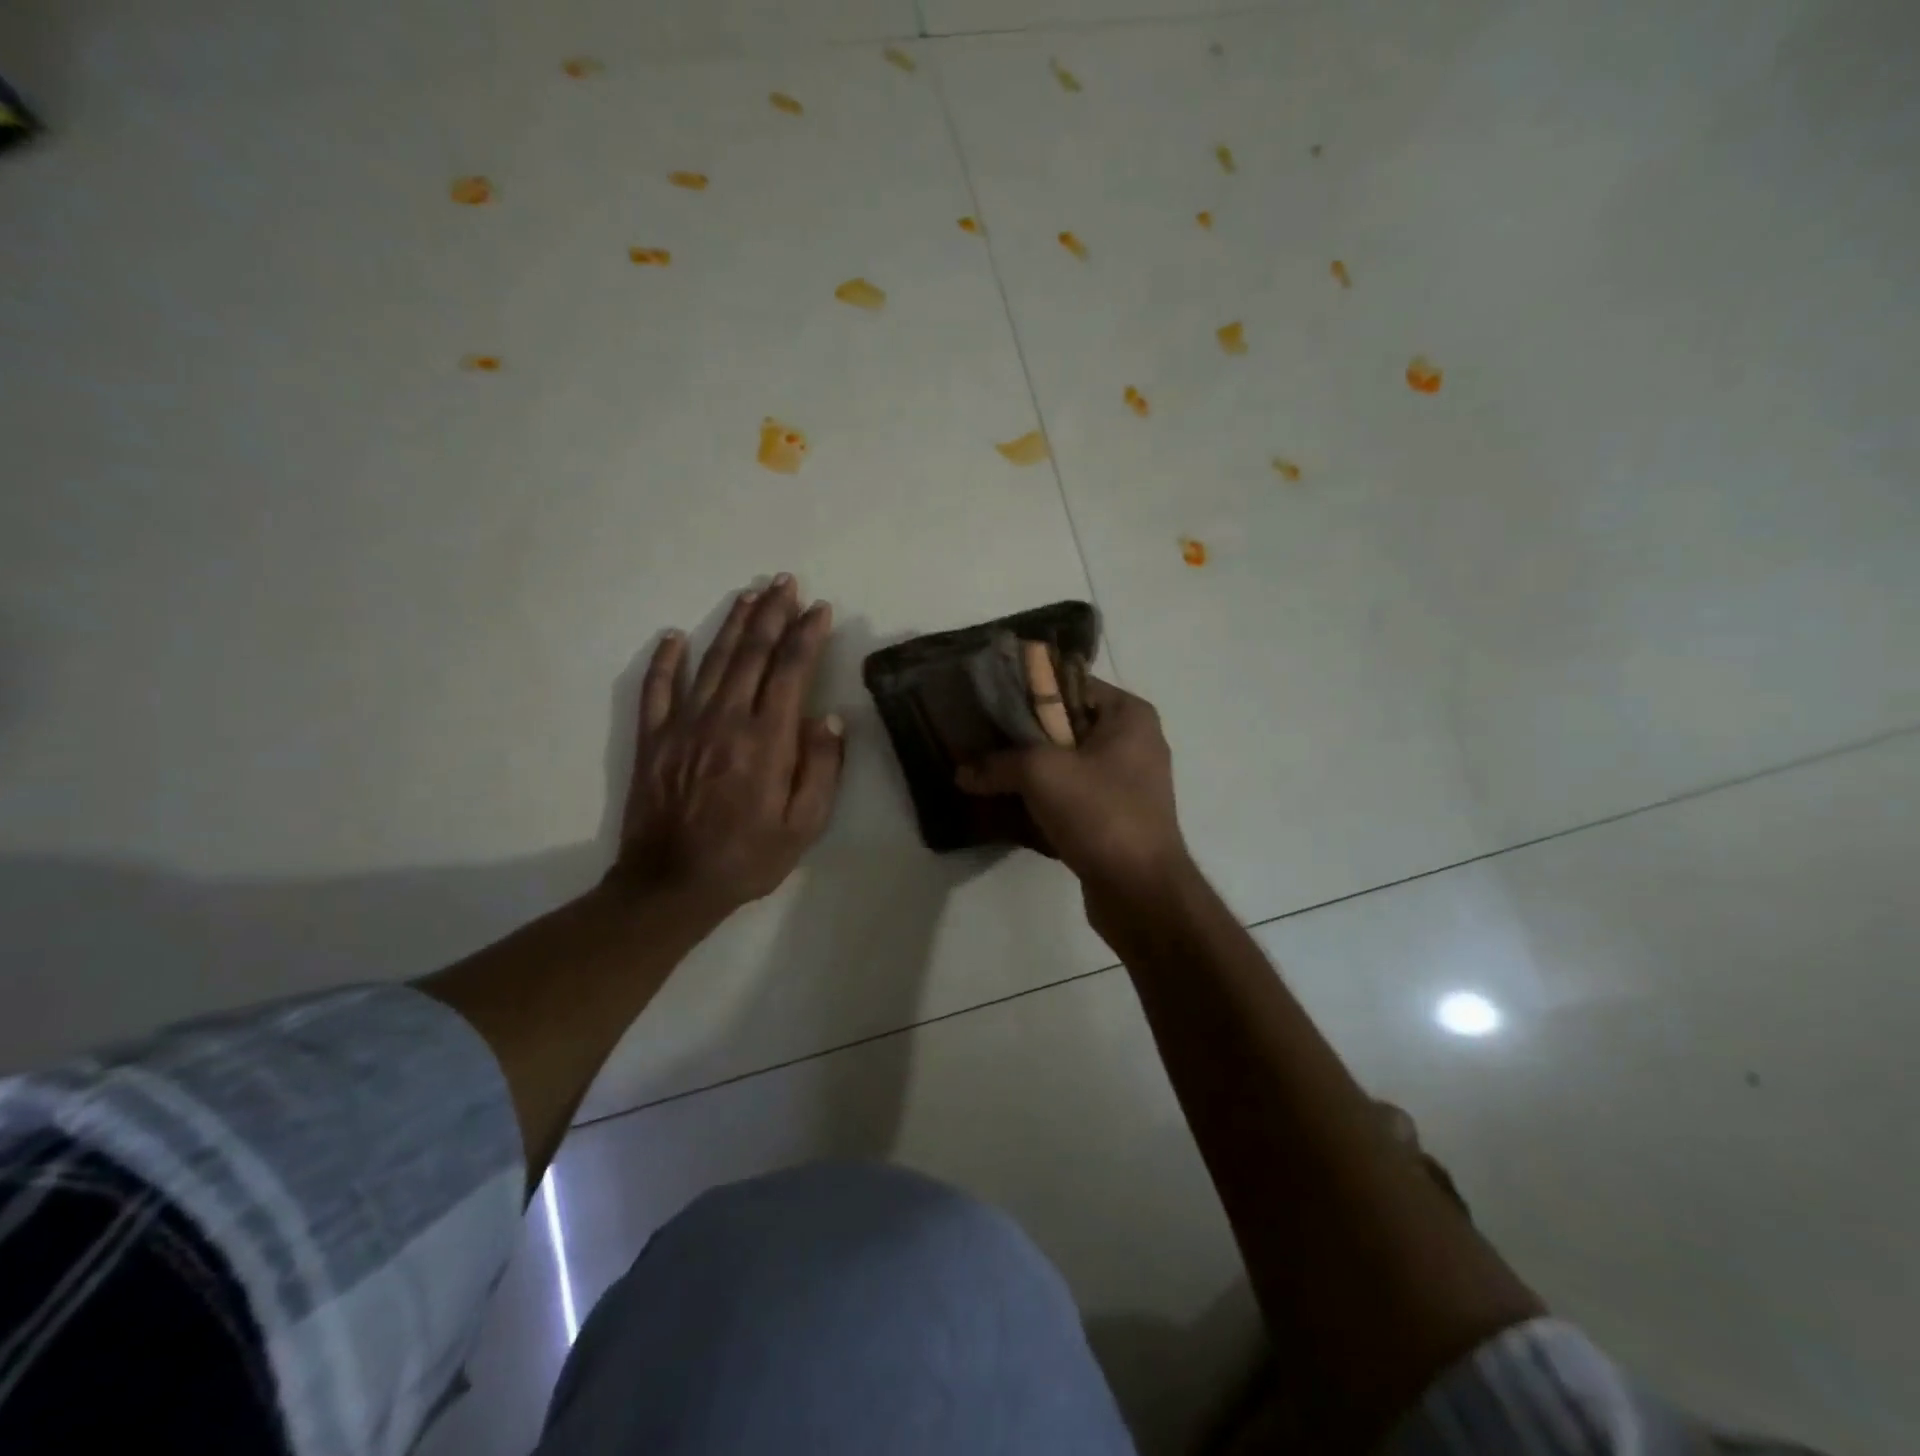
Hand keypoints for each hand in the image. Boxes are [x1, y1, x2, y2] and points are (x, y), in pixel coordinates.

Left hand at [611, 575, 844, 919]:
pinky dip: (666, 659)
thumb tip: (829, 717)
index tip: (819, 608)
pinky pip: (657, 689)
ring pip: (712, 661)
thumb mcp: (804, 825)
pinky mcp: (653, 739)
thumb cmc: (748, 857)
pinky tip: (675, 635)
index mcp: (767, 739)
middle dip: (772, 614)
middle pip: (752, 653)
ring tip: (749, 595)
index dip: (807, 634)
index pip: (791, 670)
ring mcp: (684, 725)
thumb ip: (821, 768)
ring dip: (732, 624)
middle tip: (785, 582)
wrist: (672, 885)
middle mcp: (726, 719)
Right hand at [955, 676, 1188, 896]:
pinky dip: (1041, 799)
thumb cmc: (1100, 813)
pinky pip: (1070, 795)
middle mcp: (1132, 743)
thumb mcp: (1041, 774)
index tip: (987, 701)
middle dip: (1021, 734)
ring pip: (1065, 763)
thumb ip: (997, 763)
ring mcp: (1125, 783)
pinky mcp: (1114, 817)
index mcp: (1128, 716)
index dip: (1027, 690)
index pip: (1069, 684)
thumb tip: (961, 772)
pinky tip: (1006, 805)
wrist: (1141, 891)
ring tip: (984, 770)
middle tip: (978, 737)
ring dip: (1027, 770)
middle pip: (1065, 725)